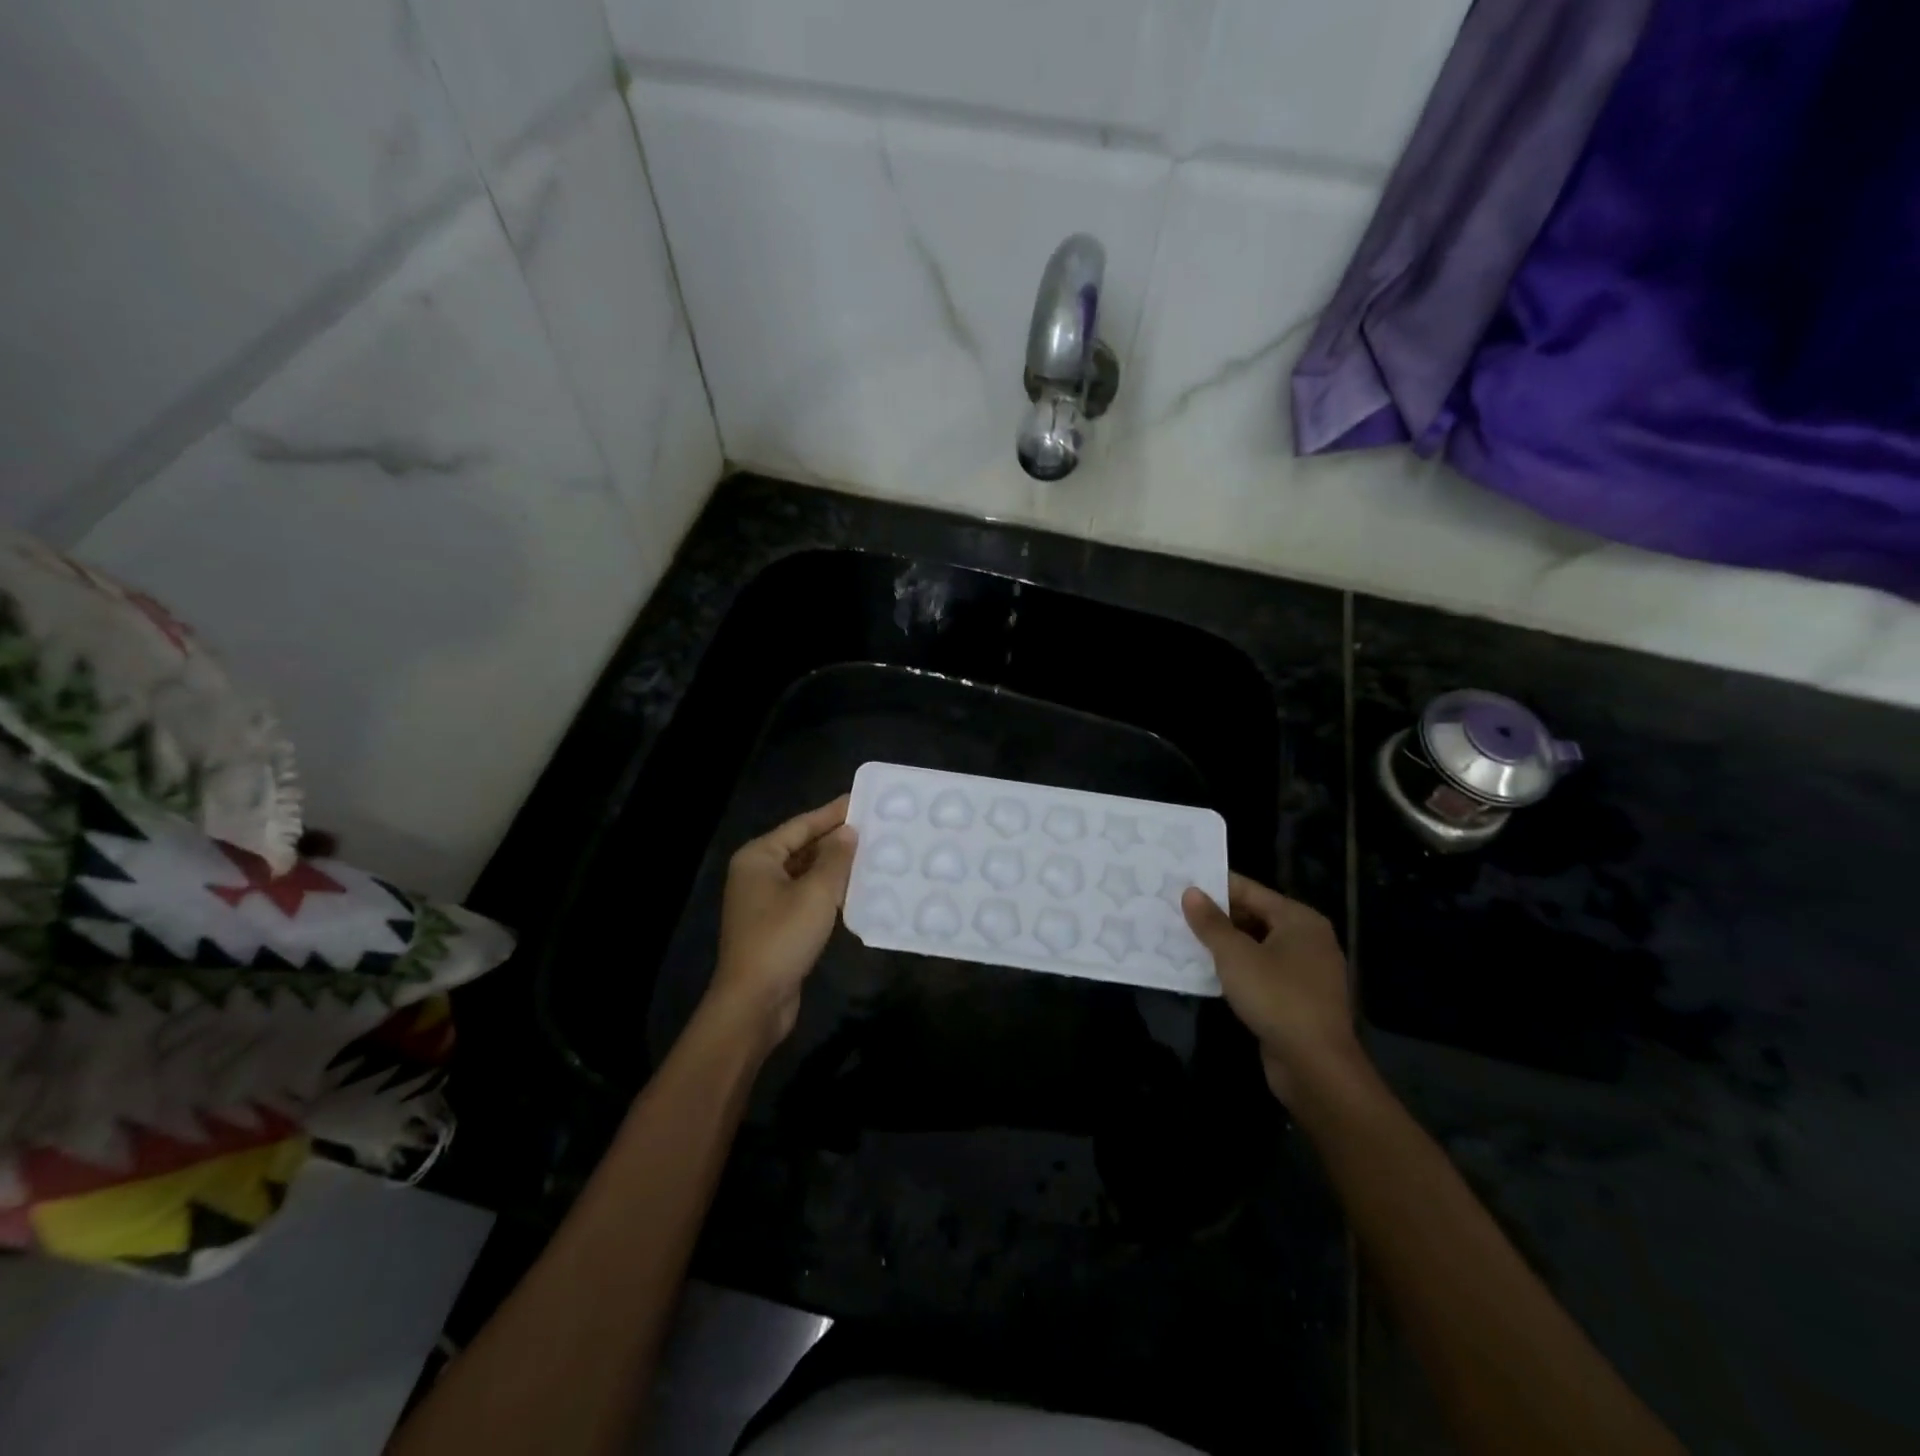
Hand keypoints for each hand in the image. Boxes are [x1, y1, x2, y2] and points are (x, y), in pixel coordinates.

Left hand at [705, 796, 857, 1049]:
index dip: (833, 813)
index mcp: (758, 857)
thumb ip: (836, 858)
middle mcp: (757, 873)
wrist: (754, 1001)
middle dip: (836, 839)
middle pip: (802, 847)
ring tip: (872, 852)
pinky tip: (856, 888)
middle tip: (874, 827)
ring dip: (835, 866)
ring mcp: (764, 901)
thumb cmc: (782, 937)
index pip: (802, 825)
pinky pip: (806, 896)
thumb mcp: (816, 893)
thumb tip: (849, 832)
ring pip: (805, 873)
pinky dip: (828, 890)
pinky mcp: (776, 925)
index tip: (862, 800)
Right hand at [1182, 875, 1360, 1103]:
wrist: (1316, 1067)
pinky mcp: (1299, 999)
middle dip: (1216, 916)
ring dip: (1224, 945)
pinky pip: (1262, 972)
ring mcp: (1306, 971)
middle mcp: (1308, 939)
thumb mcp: (1235, 956)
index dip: (1214, 886)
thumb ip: (1211, 922)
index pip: (1249, 890)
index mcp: (1299, 919)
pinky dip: (1237, 969)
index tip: (1179, 884)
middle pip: (1254, 916)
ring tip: (1183, 938)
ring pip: (1257, 946)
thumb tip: (1190, 892)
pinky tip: (1207, 972)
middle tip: (1175, 912)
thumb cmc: (1276, 998)